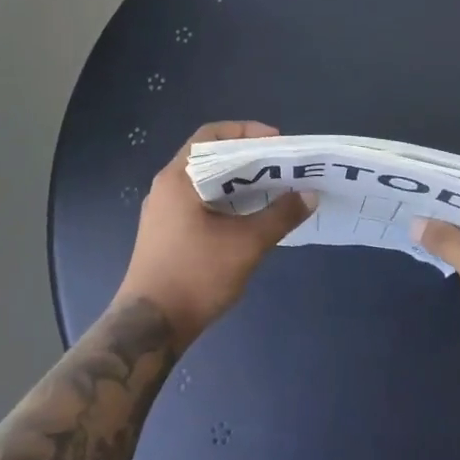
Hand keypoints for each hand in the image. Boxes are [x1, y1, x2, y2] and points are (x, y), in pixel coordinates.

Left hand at [118, 121, 315, 348]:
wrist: (149, 328)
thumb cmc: (195, 276)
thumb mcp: (246, 244)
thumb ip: (280, 216)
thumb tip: (309, 195)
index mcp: (178, 178)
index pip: (211, 135)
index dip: (246, 131)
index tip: (277, 142)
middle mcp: (166, 187)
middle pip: (209, 156)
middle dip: (247, 157)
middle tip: (280, 166)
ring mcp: (163, 212)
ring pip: (205, 182)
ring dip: (237, 181)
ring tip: (272, 188)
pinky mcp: (165, 233)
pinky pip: (199, 202)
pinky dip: (225, 200)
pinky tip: (249, 216)